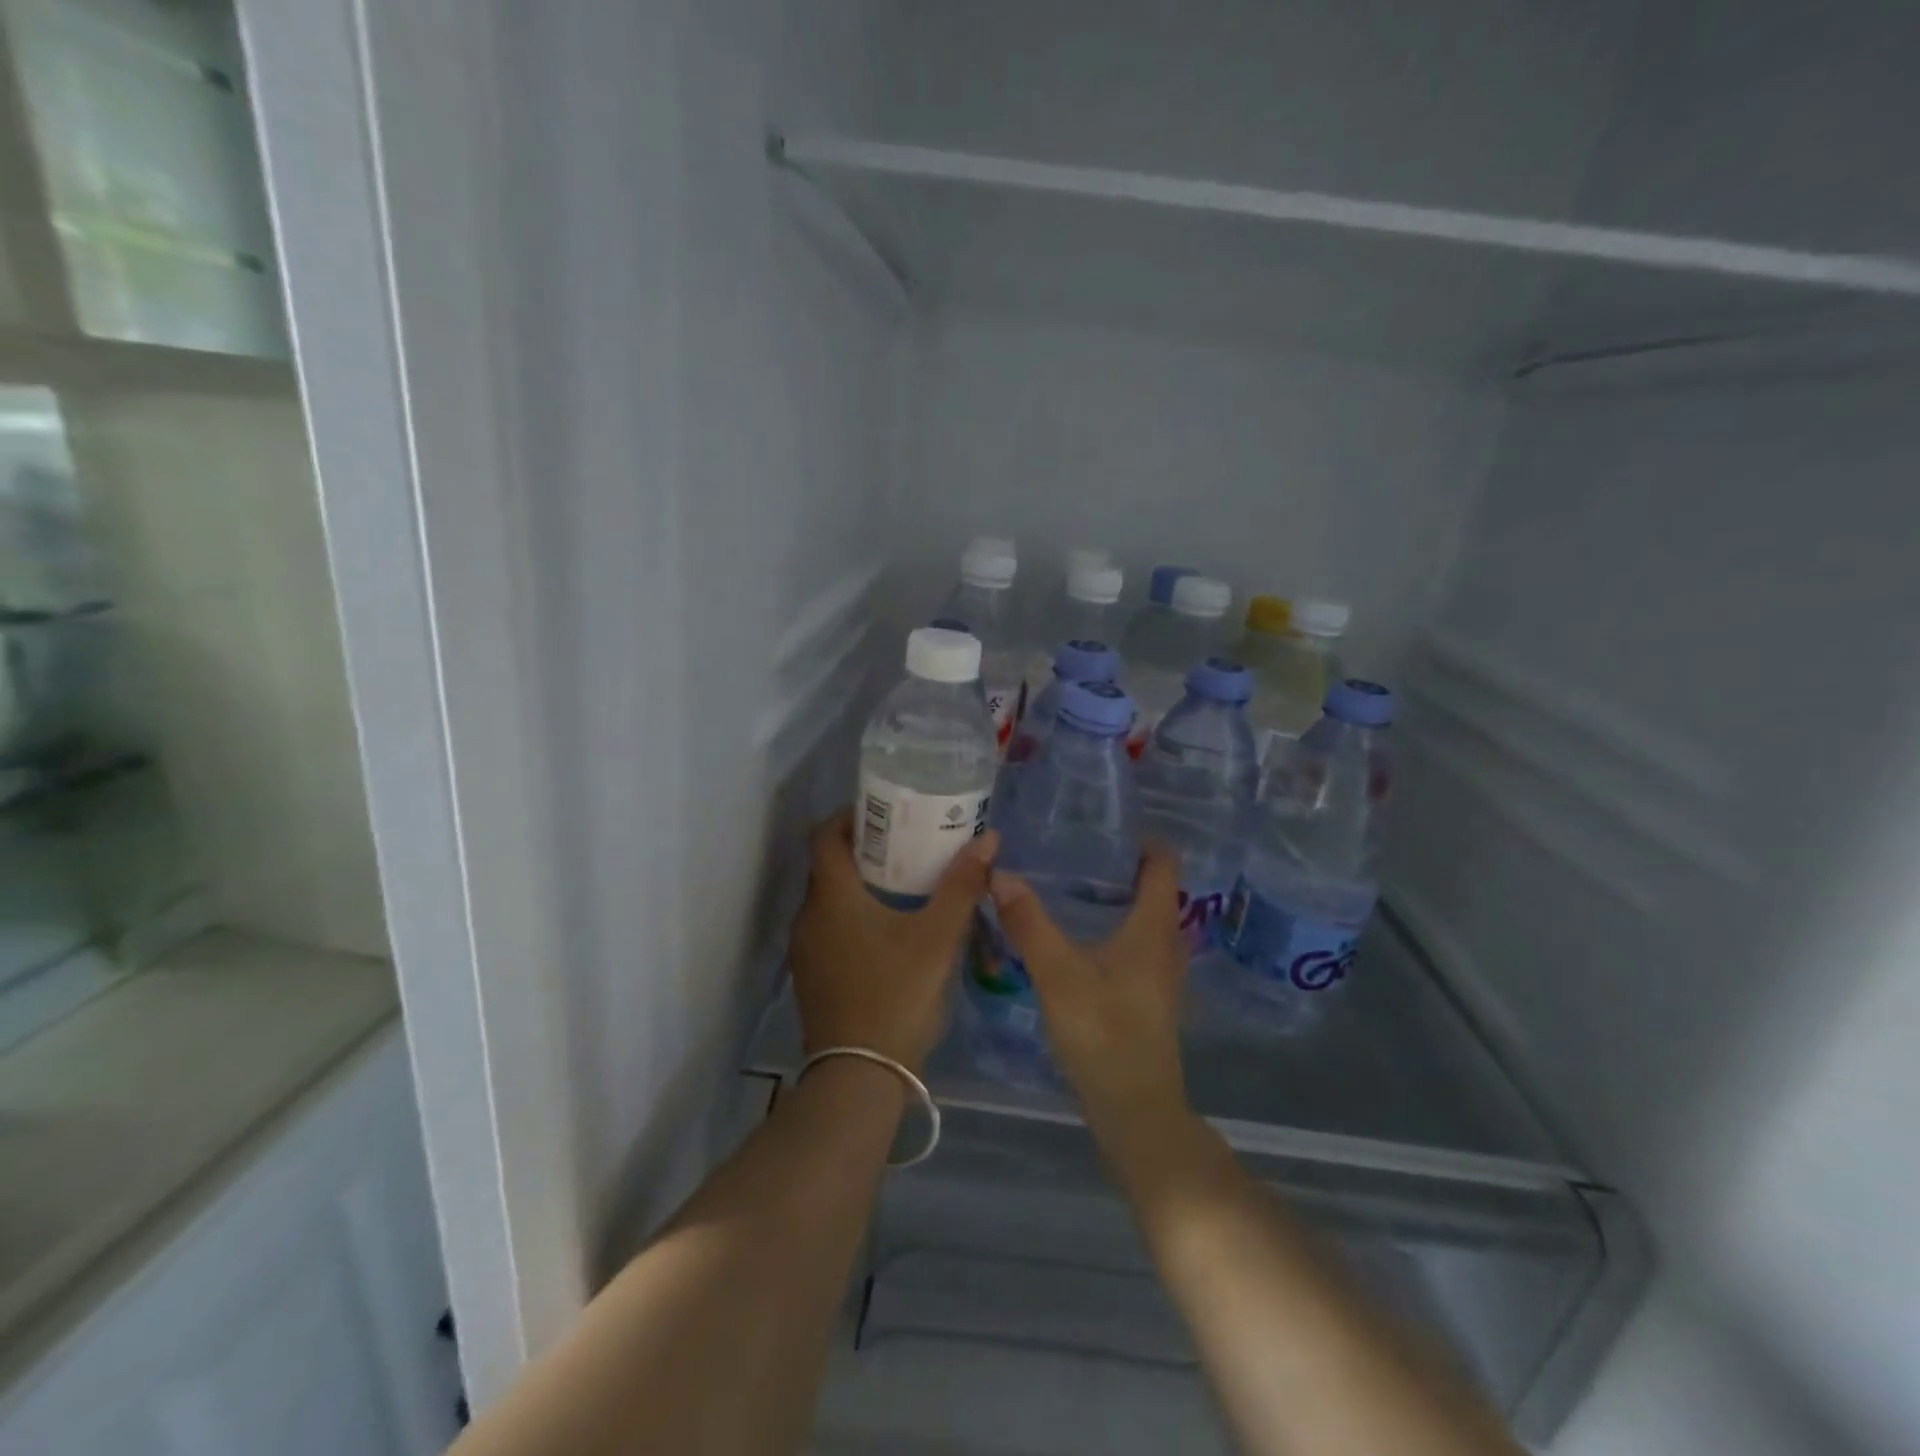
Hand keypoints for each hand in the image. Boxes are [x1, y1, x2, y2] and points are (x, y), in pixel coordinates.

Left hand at [788, 808, 998, 1071]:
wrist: (858, 1078)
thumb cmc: (896, 995)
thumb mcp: (938, 938)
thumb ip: (962, 886)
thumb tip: (988, 839)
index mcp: (832, 896)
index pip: (826, 835)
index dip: (851, 815)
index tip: (886, 812)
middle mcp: (809, 916)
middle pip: (829, 866)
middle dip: (864, 849)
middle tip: (906, 844)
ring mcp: (806, 950)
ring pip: (830, 900)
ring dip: (859, 885)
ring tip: (904, 884)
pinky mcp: (812, 977)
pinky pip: (829, 929)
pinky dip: (853, 916)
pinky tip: (889, 932)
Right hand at [987, 845, 1190, 1137]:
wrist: (1134, 1108)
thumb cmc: (1103, 1032)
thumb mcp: (1058, 973)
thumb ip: (1028, 923)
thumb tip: (1000, 874)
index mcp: (1154, 927)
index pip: (1164, 863)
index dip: (1141, 838)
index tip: (1103, 825)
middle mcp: (1166, 943)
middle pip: (1156, 888)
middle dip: (1122, 864)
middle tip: (1077, 849)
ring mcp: (1162, 973)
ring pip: (1147, 918)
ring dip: (1119, 897)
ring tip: (1074, 884)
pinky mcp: (1150, 995)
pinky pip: (1138, 943)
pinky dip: (1116, 926)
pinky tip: (1080, 934)